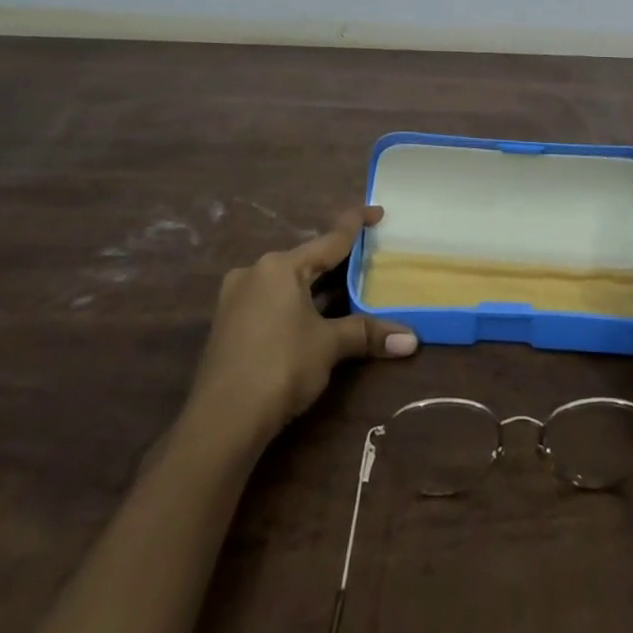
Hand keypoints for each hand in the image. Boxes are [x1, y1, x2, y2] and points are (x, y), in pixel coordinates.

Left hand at [187, 206, 417, 443]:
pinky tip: (311, 316)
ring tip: (345, 287)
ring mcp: (236, 298)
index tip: (378, 211)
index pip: (329, 239)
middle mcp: (255, 272)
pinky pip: (271, 300)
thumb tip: (412, 339)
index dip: (356, 224)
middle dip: (336, 260)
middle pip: (306, 260)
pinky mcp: (228, 324)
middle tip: (367, 257)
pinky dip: (296, 303)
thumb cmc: (280, 366)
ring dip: (315, 286)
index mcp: (280, 266)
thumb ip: (367, 333)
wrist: (221, 421)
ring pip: (287, 282)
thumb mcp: (329, 345)